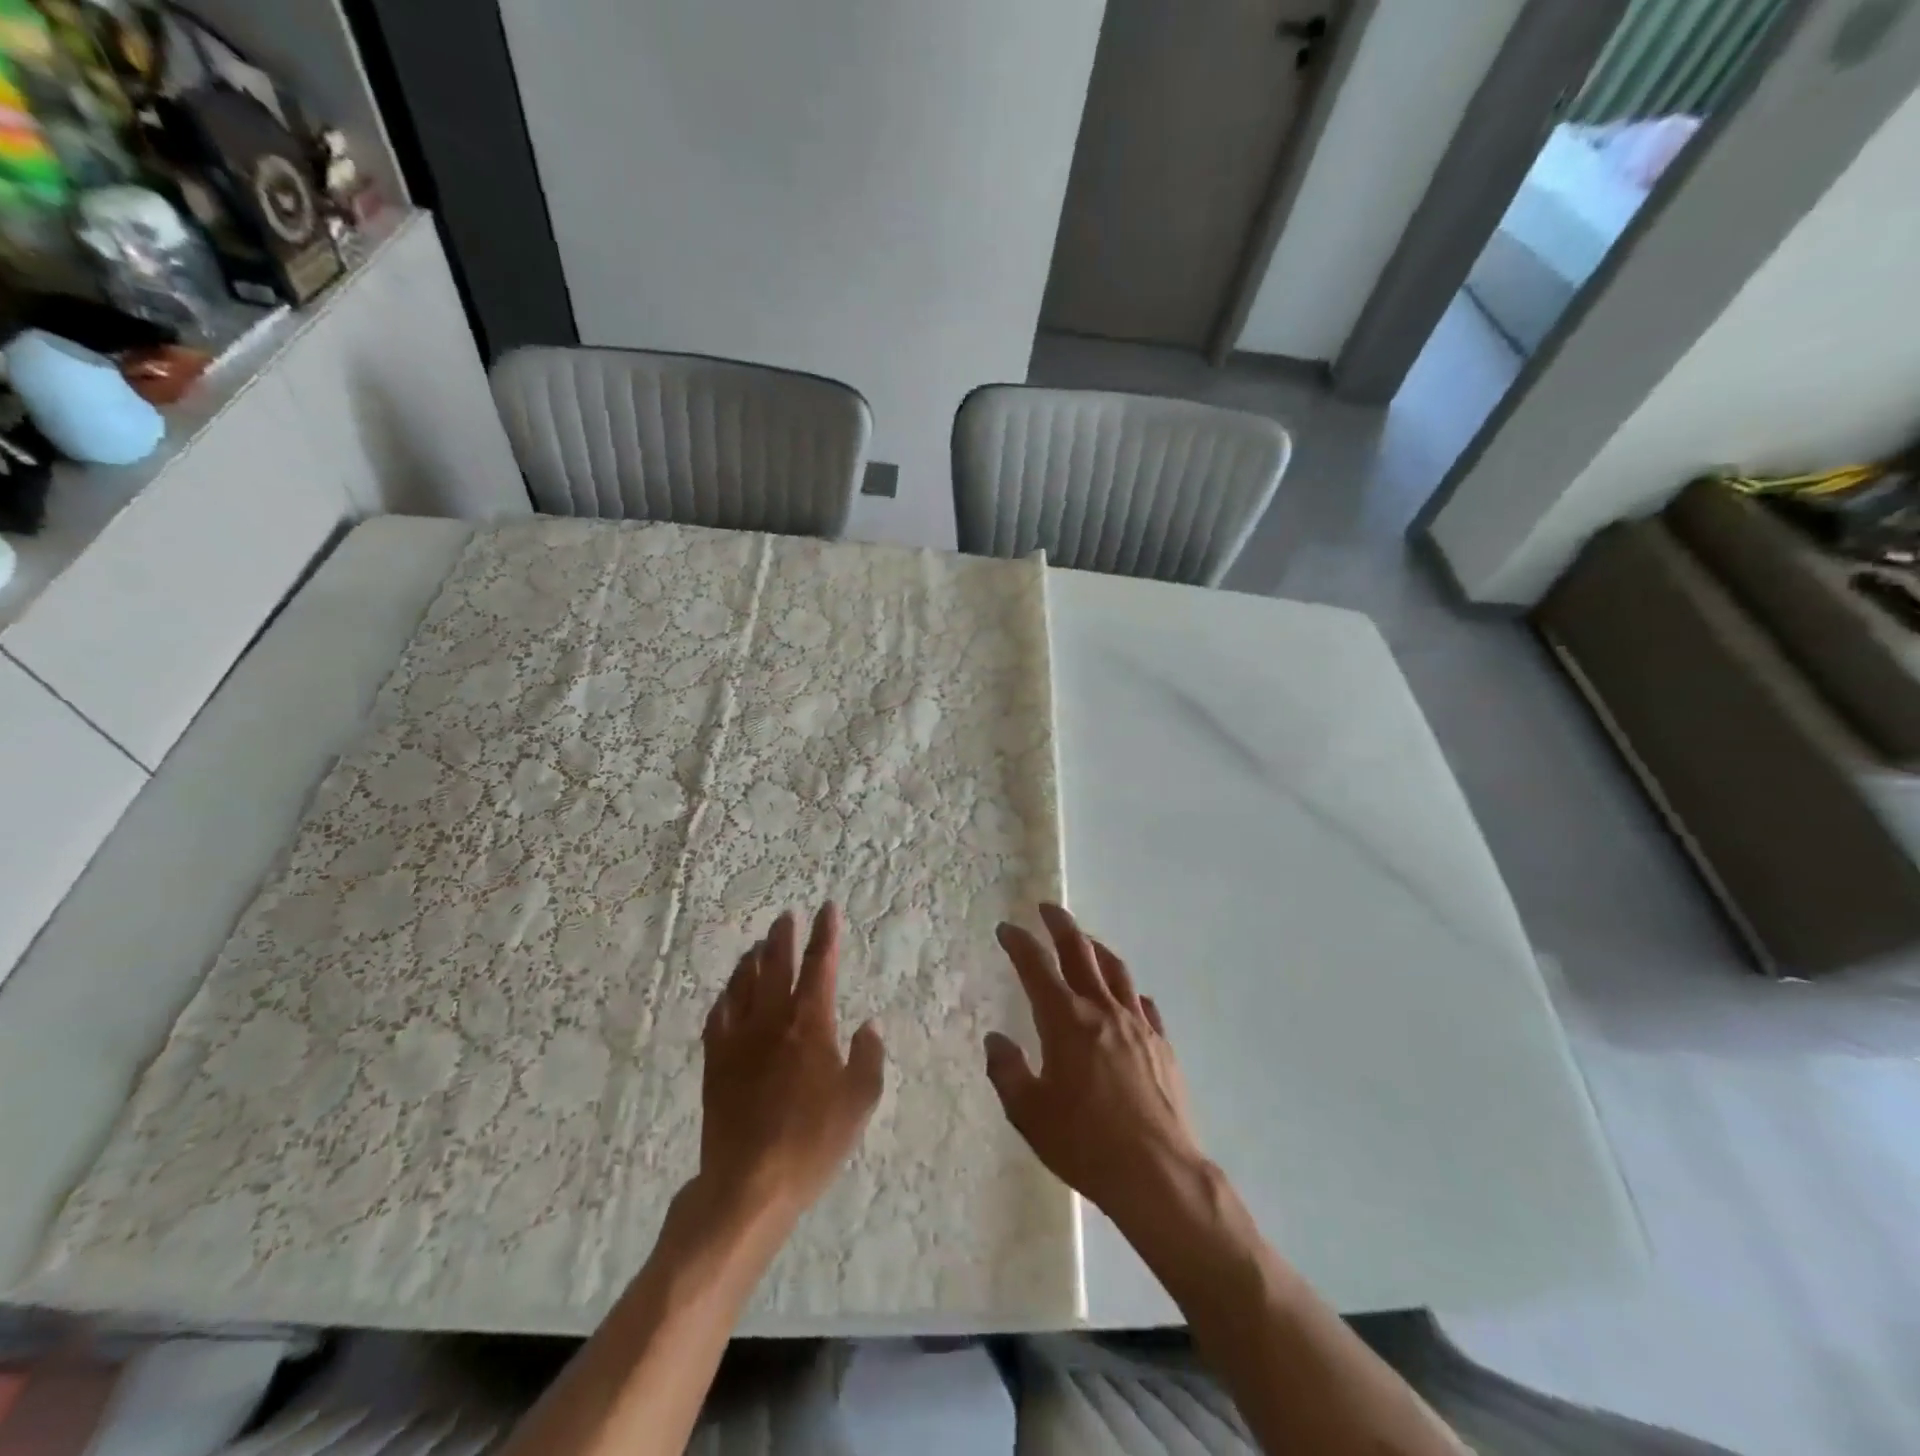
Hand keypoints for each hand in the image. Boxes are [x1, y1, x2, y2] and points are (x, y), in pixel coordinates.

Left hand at [699, 903, 884, 1219]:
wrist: (749, 1182)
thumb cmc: (813, 1141)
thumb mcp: (860, 1101)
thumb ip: (868, 1057)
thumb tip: (869, 1025)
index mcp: (811, 1022)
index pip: (820, 965)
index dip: (826, 934)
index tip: (828, 908)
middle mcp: (773, 1019)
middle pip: (777, 964)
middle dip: (784, 936)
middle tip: (787, 915)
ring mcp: (739, 1038)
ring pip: (744, 983)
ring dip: (753, 959)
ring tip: (758, 945)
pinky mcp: (716, 1061)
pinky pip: (719, 1015)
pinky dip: (726, 995)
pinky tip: (728, 992)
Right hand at [984, 903, 1201, 1216]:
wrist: (1158, 1174)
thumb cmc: (1086, 1144)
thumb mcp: (1030, 1114)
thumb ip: (1007, 1072)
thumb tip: (996, 1040)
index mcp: (1066, 1021)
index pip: (1036, 967)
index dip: (1019, 943)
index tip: (1007, 929)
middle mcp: (1102, 1010)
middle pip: (1080, 952)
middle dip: (1060, 925)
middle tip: (1047, 908)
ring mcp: (1137, 1024)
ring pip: (1115, 970)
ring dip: (1095, 948)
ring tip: (1085, 940)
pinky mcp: (1161, 1044)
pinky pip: (1142, 1003)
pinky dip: (1128, 989)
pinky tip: (1126, 996)